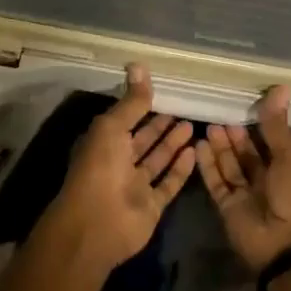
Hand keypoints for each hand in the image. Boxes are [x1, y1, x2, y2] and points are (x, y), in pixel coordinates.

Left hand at [42, 64, 196, 275]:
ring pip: (156, 160)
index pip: (125, 119)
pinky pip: (168, 183)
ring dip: (172, 144)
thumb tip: (139, 65)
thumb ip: (131, 102)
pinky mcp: (151, 206)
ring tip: (192, 124)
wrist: (95, 226)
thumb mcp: (112, 128)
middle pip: (143, 139)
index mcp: (103, 142)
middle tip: (184, 106)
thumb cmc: (99, 169)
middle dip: (160, 124)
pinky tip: (194, 151)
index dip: (141, 106)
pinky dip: (180, 169)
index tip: (163, 90)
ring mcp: (135, 186)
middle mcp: (118, 163)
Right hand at [198, 86, 290, 272]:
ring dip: (220, 147)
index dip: (255, 124)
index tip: (239, 103)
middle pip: (245, 153)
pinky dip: (208, 166)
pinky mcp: (228, 207)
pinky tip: (199, 146)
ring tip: (208, 125)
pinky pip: (217, 182)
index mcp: (287, 167)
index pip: (268, 141)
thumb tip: (281, 87)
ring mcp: (245, 194)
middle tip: (218, 113)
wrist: (288, 247)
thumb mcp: (289, 157)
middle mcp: (266, 179)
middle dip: (233, 135)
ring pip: (229, 165)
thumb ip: (276, 125)